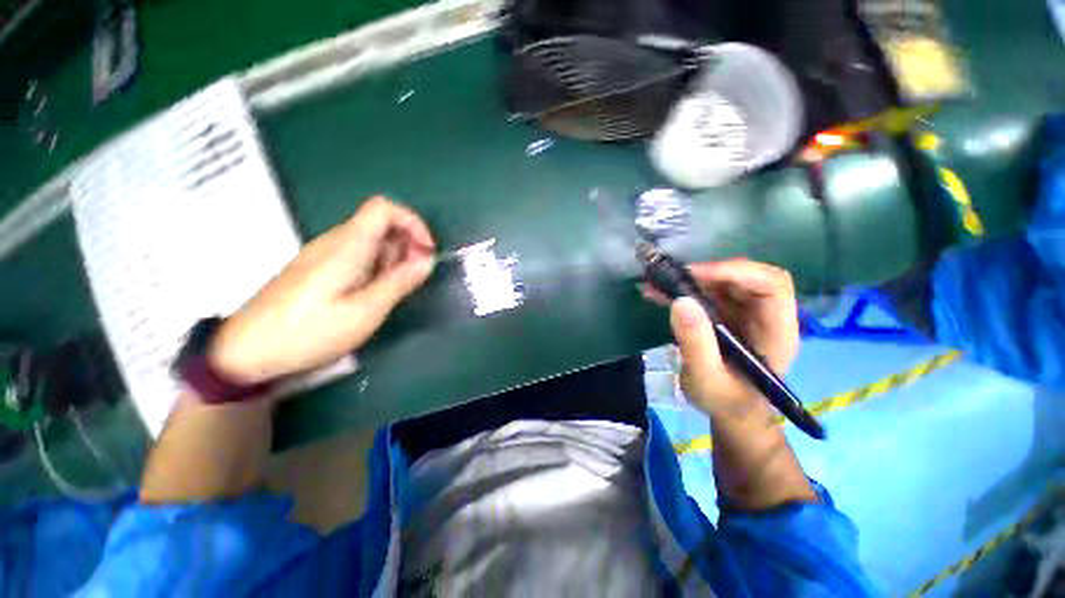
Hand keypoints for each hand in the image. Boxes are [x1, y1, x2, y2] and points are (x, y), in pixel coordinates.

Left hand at [209, 197, 435, 384]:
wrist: (246, 351)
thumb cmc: (309, 331)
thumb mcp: (365, 311)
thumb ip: (399, 282)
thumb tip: (427, 260)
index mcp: (348, 245)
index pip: (385, 208)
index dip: (413, 223)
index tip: (427, 252)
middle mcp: (336, 241)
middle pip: (381, 224)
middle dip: (408, 246)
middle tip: (414, 279)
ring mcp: (324, 254)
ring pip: (371, 241)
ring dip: (394, 259)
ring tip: (394, 291)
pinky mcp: (318, 268)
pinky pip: (358, 255)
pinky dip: (377, 268)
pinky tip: (373, 294)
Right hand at [645, 259, 799, 420]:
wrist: (729, 412)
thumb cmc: (725, 401)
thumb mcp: (706, 379)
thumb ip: (695, 343)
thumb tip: (680, 301)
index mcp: (775, 331)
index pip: (771, 285)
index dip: (736, 272)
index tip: (694, 275)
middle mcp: (764, 315)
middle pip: (744, 277)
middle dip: (706, 274)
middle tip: (669, 278)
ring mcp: (744, 313)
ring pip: (722, 282)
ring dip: (688, 280)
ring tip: (655, 284)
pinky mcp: (725, 314)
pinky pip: (705, 293)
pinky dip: (681, 290)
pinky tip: (657, 294)